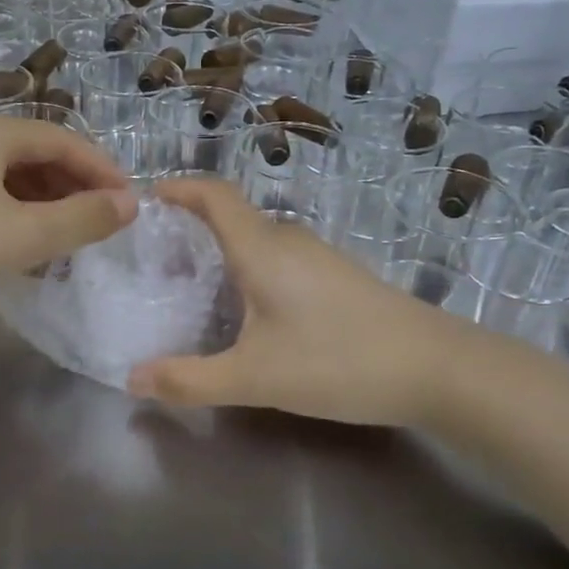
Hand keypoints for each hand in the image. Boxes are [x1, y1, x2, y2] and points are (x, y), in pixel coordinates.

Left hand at [0, 111, 136, 336]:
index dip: (103, 171)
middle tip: (99, 228)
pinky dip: (9, 215)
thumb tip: (131, 203)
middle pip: (34, 154)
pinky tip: (16, 247)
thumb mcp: (19, 237)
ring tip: (64, 242)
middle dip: (73, 189)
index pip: (64, 139)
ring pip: (6, 177)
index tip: (131, 206)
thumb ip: (81, 218)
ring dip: (42, 205)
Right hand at [126, 179, 463, 427]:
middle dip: (191, 227)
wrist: (436, 368)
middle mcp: (289, 241)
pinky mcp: (337, 277)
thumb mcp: (255, 378)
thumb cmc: (337, 361)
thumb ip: (190, 379)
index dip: (179, 188)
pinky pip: (279, 258)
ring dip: (222, 250)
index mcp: (262, 249)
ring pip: (258, 240)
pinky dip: (249, 268)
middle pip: (232, 217)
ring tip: (192, 285)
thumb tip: (132, 379)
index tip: (147, 199)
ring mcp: (318, 257)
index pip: (214, 196)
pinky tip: (247, 310)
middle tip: (156, 259)